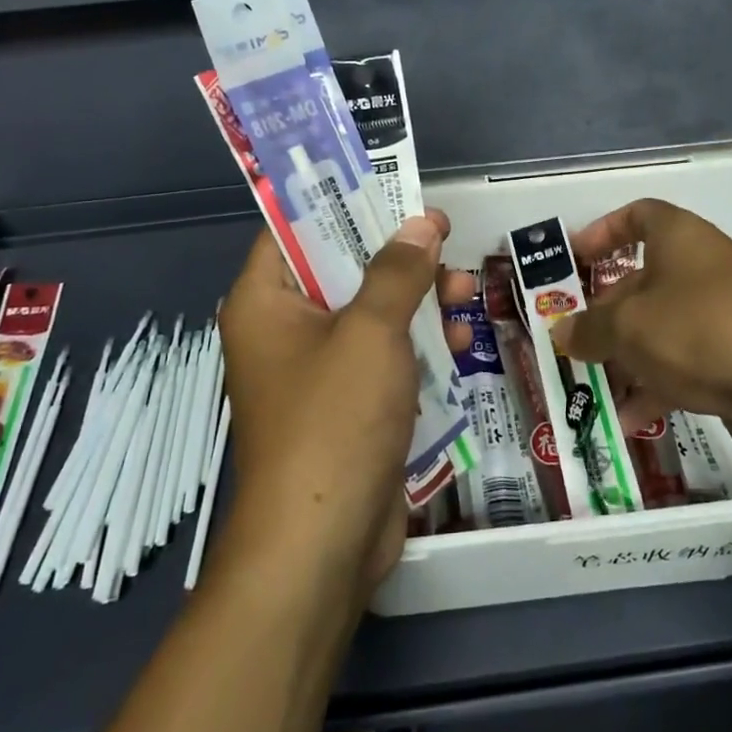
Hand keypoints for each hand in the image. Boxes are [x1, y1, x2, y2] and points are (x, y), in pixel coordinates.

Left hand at [218, 213, 470, 604]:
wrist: (322, 544)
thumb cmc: (334, 420)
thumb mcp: (371, 332)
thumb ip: (397, 271)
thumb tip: (421, 223)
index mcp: (266, 301)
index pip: (295, 228)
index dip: (344, 202)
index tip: (394, 187)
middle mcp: (284, 329)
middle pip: (343, 269)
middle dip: (399, 257)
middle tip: (445, 239)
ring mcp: (317, 371)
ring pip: (371, 313)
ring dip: (417, 301)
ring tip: (465, 290)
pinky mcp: (348, 405)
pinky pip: (383, 357)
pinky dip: (416, 346)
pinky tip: (456, 342)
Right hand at [550, 199, 731, 468]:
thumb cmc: (698, 330)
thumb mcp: (627, 327)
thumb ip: (587, 328)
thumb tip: (562, 332)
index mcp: (678, 237)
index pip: (637, 215)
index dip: (601, 232)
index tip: (573, 260)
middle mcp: (701, 268)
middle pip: (642, 279)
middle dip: (603, 311)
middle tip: (571, 339)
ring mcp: (722, 314)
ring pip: (660, 327)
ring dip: (625, 355)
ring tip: (593, 386)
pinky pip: (683, 363)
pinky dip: (656, 385)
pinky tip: (630, 419)